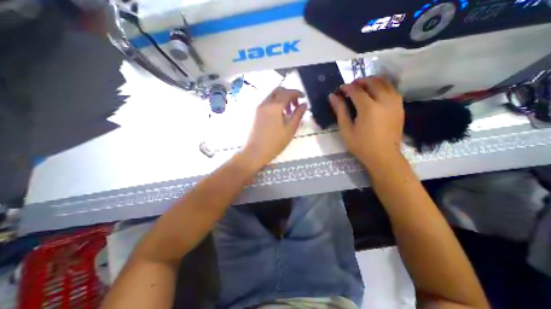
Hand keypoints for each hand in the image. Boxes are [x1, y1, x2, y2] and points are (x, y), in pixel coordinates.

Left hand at [243, 85, 308, 167]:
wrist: (255, 151)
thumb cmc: (275, 142)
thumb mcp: (290, 129)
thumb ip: (298, 114)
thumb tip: (304, 104)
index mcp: (275, 106)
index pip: (287, 92)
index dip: (297, 93)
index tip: (304, 97)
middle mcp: (265, 103)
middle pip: (278, 90)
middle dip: (289, 94)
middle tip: (295, 105)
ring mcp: (259, 108)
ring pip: (272, 96)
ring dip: (282, 99)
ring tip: (288, 112)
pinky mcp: (256, 113)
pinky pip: (267, 102)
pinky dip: (275, 104)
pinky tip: (279, 116)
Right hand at [331, 78, 403, 168]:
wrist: (383, 156)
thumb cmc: (361, 145)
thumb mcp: (346, 130)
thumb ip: (340, 111)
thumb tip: (332, 96)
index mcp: (369, 108)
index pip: (357, 91)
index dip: (347, 87)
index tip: (340, 88)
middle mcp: (384, 102)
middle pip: (373, 82)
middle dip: (361, 81)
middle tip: (352, 86)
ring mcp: (395, 104)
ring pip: (386, 83)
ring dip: (373, 81)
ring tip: (363, 87)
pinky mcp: (400, 108)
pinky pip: (392, 90)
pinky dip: (383, 87)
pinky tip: (375, 93)